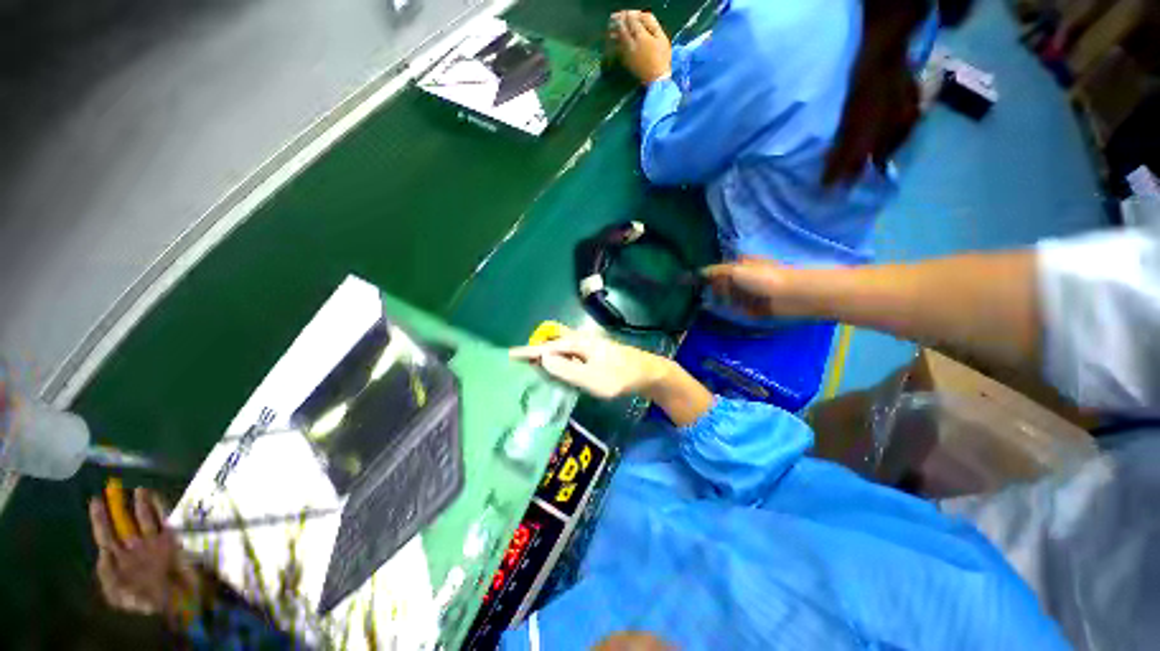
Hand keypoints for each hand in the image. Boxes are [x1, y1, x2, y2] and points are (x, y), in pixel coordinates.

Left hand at [89, 487, 203, 621]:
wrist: (177, 605)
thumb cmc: (143, 602)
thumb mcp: (118, 594)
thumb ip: (108, 575)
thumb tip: (103, 552)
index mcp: (118, 561)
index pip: (106, 535)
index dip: (100, 519)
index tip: (95, 499)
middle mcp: (133, 549)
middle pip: (124, 523)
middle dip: (119, 506)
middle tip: (115, 486)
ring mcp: (153, 545)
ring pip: (143, 519)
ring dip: (139, 504)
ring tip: (136, 488)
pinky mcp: (171, 541)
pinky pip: (164, 521)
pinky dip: (159, 509)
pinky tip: (155, 498)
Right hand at [510, 328, 670, 399]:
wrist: (646, 372)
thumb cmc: (618, 377)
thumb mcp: (591, 378)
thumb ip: (566, 370)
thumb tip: (542, 359)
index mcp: (577, 344)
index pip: (545, 347)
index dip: (526, 352)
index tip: (508, 356)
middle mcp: (580, 340)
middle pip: (552, 340)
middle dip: (536, 349)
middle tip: (523, 363)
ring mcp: (587, 346)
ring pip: (560, 345)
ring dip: (546, 353)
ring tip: (534, 368)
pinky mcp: (593, 353)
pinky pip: (568, 352)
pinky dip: (558, 358)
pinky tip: (557, 369)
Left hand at [608, 10, 671, 83]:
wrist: (657, 79)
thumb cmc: (662, 57)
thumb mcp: (662, 37)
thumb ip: (652, 23)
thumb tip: (642, 14)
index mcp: (641, 36)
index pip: (631, 19)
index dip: (630, 13)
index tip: (629, 12)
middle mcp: (631, 44)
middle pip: (621, 27)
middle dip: (619, 19)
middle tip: (616, 15)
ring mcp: (626, 53)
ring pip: (616, 38)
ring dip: (613, 29)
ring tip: (611, 23)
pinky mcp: (624, 61)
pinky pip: (615, 49)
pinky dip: (613, 41)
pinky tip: (612, 37)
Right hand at [703, 257, 793, 318]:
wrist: (790, 295)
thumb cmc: (763, 277)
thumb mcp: (735, 270)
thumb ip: (716, 272)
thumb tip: (699, 272)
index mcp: (741, 265)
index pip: (719, 270)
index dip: (707, 275)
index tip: (692, 282)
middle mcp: (745, 278)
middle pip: (723, 284)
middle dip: (712, 289)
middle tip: (697, 295)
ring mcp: (750, 293)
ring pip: (729, 297)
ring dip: (719, 300)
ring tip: (703, 304)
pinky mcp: (754, 308)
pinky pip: (737, 309)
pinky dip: (729, 310)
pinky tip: (716, 312)